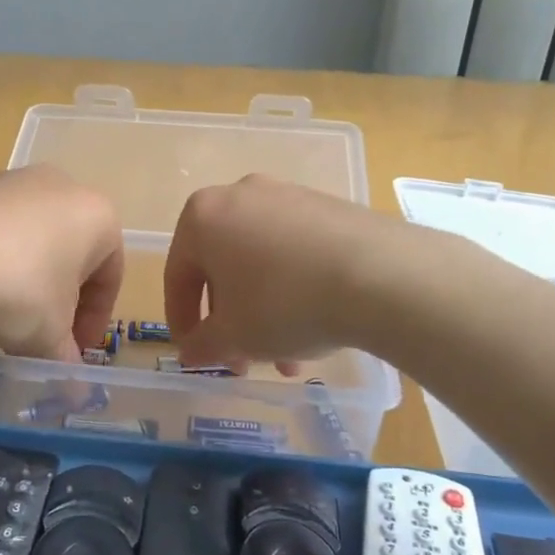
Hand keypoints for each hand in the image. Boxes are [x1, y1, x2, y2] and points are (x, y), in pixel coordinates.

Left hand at [0, 165, 123, 362]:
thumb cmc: (18, 291)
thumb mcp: (49, 336)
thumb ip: (66, 360)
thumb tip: (75, 392)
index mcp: (97, 216)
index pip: (110, 274)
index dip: (95, 319)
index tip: (76, 350)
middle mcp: (61, 186)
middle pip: (71, 251)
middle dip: (62, 296)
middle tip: (45, 334)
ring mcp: (12, 181)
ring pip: (33, 237)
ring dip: (28, 277)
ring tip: (5, 315)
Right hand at [164, 175, 388, 371]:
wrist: (378, 274)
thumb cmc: (283, 303)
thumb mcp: (234, 337)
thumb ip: (202, 345)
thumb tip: (191, 351)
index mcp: (202, 216)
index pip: (177, 275)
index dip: (182, 321)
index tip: (195, 354)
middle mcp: (239, 195)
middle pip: (222, 268)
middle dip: (231, 319)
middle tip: (244, 360)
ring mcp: (287, 195)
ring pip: (261, 262)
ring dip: (264, 310)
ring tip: (288, 356)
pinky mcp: (326, 205)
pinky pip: (294, 250)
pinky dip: (294, 287)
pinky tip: (315, 322)